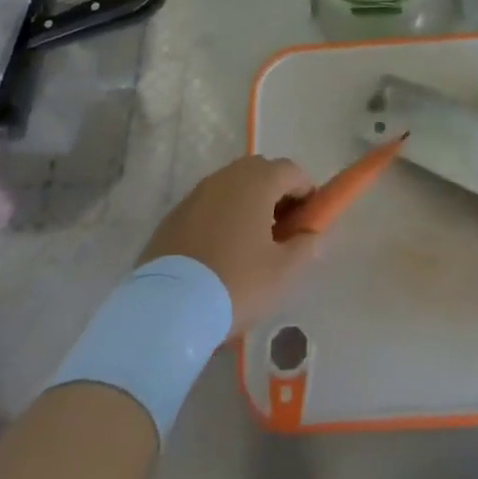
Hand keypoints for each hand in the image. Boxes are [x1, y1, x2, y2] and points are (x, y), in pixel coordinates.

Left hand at [141, 156, 319, 335]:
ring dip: (247, 205)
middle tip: (282, 231)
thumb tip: (310, 234)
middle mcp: (226, 177)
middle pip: (260, 172)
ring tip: (251, 245)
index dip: (306, 192)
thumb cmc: (236, 282)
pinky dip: (221, 218)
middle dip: (276, 194)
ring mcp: (196, 194)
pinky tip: (220, 253)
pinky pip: (208, 206)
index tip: (309, 221)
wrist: (167, 307)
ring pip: (232, 188)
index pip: (292, 171)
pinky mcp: (174, 215)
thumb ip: (306, 246)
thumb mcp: (284, 272)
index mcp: (256, 181)